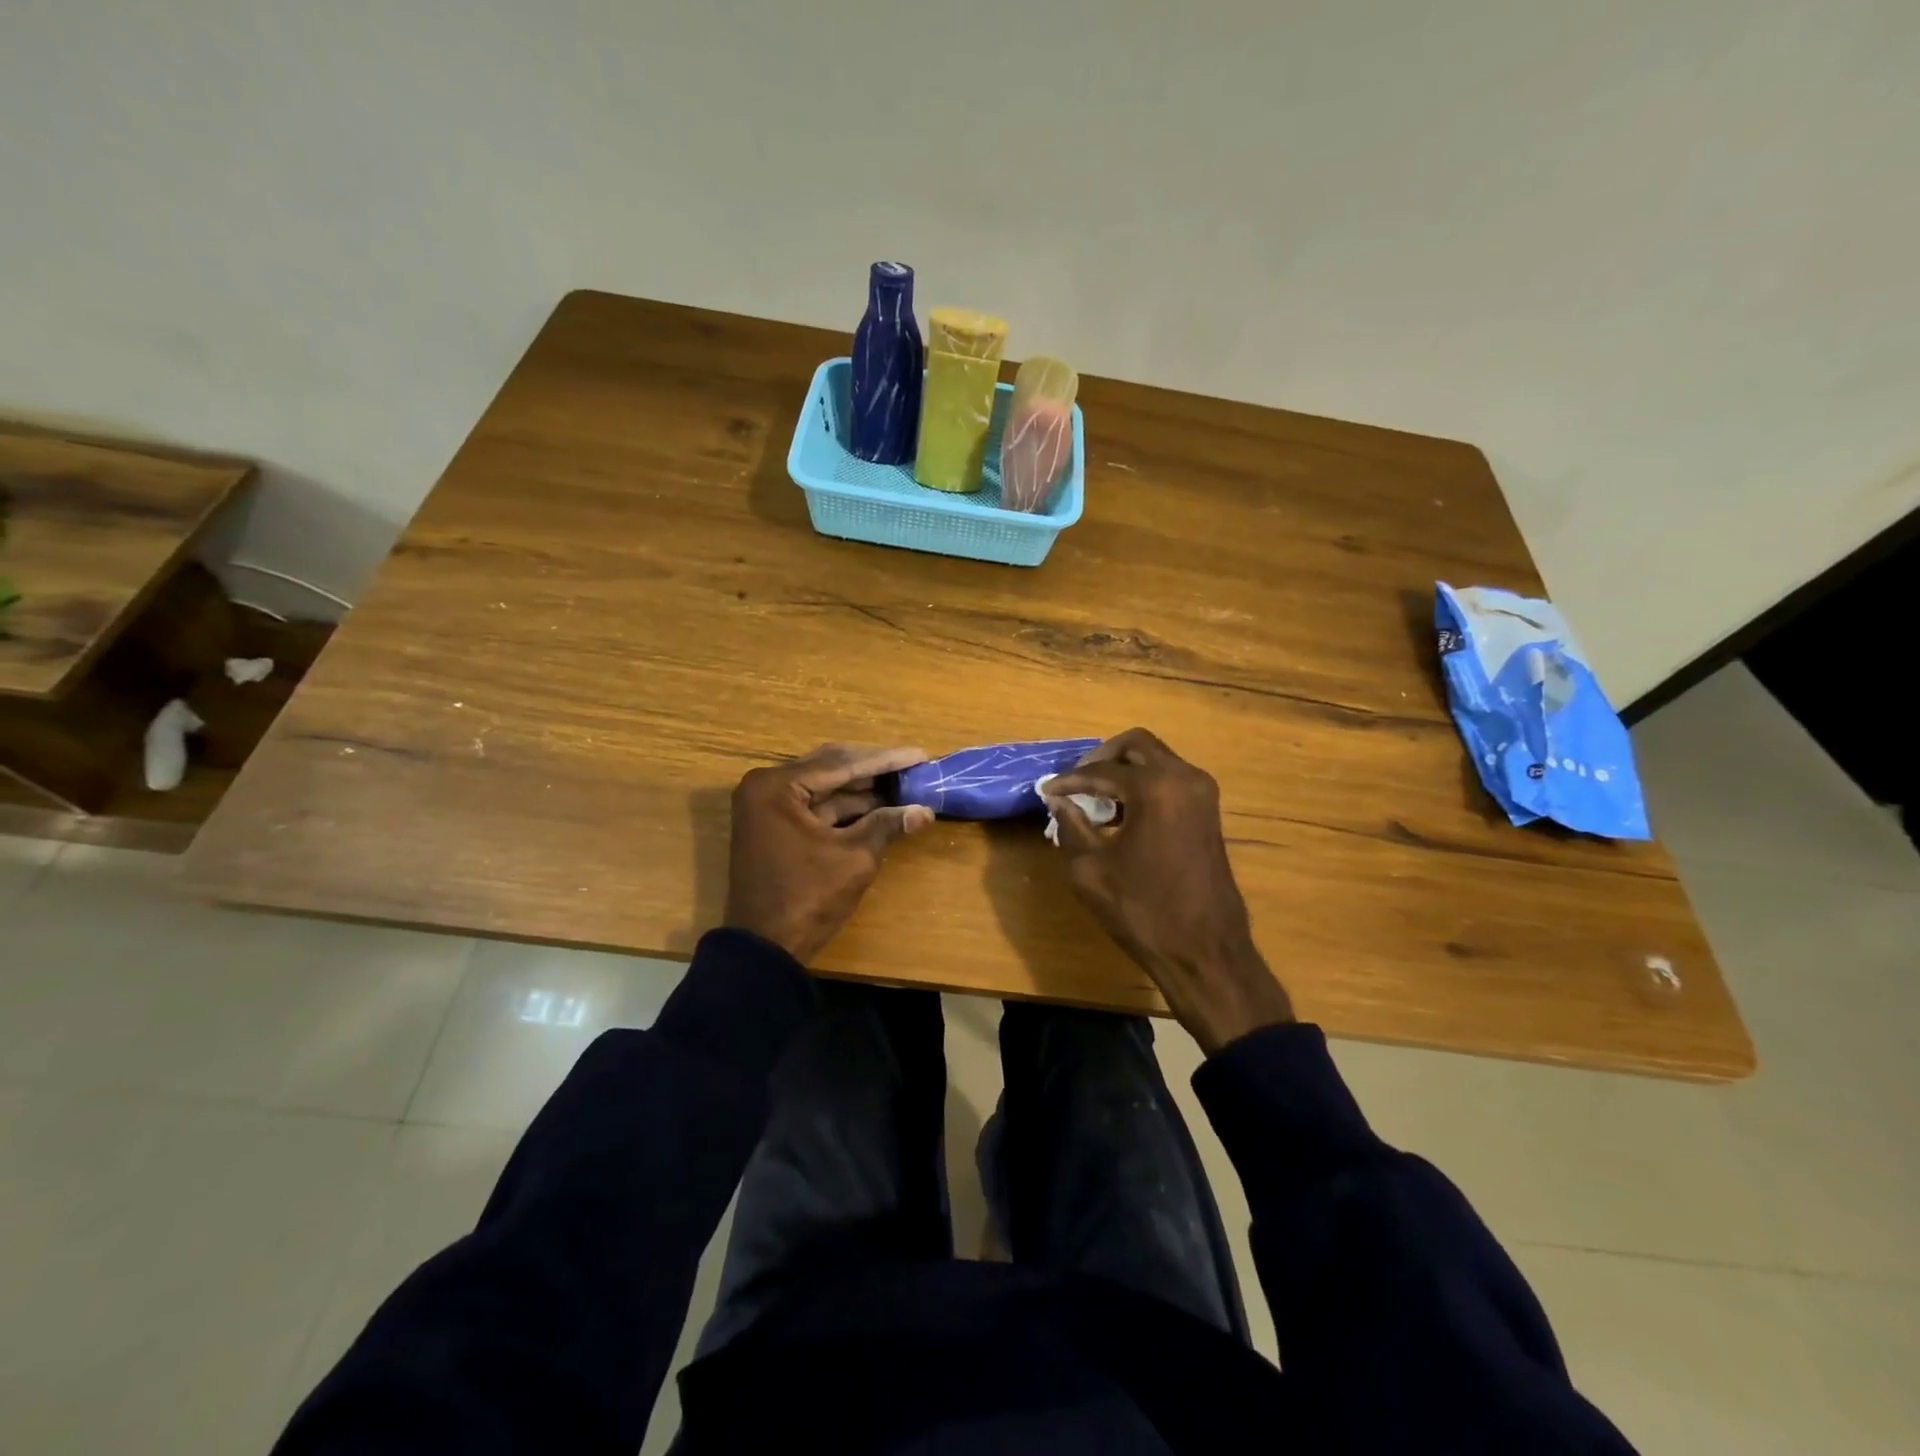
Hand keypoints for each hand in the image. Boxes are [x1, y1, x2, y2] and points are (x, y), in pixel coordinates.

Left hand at [724, 743, 934, 962]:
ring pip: (824, 787)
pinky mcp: (774, 827)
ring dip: (862, 789)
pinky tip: (880, 806)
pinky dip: (846, 808)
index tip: (920, 755)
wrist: (765, 949)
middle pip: (831, 768)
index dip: (885, 760)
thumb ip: (887, 825)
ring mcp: (768, 807)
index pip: (841, 763)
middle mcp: (766, 787)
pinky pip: (815, 807)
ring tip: (904, 784)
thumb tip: (925, 811)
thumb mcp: (854, 857)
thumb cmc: (807, 897)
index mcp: (777, 786)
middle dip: (874, 770)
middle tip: (913, 765)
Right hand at [1044, 728, 1292, 1052]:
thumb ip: (1071, 826)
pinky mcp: (1209, 813)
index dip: (1069, 780)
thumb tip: (1060, 802)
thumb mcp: (1091, 870)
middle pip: (1137, 745)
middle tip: (1077, 782)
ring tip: (1096, 800)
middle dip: (1102, 758)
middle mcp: (1185, 779)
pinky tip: (1122, 814)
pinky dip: (1144, 786)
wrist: (1204, 951)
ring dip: (1125, 771)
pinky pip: (1171, 781)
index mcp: (1156, 788)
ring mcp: (1203, 794)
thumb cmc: (1143, 911)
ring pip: (1157, 761)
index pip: (1102, 770)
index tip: (1046, 790)